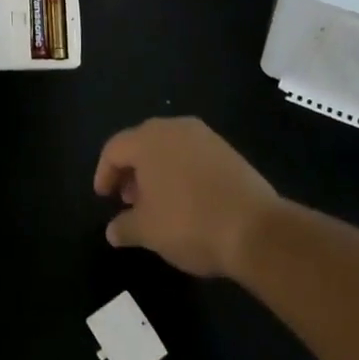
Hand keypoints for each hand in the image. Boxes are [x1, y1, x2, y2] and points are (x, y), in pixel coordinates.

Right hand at [93, 117, 280, 278]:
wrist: (255, 228)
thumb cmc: (190, 224)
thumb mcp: (149, 232)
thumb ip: (125, 227)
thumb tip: (112, 231)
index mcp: (147, 140)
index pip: (114, 149)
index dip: (104, 173)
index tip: (103, 198)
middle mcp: (172, 127)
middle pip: (141, 143)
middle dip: (131, 171)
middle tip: (128, 200)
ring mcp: (203, 136)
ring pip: (168, 147)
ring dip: (156, 171)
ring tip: (158, 203)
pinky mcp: (226, 149)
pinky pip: (192, 154)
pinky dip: (181, 171)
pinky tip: (187, 199)